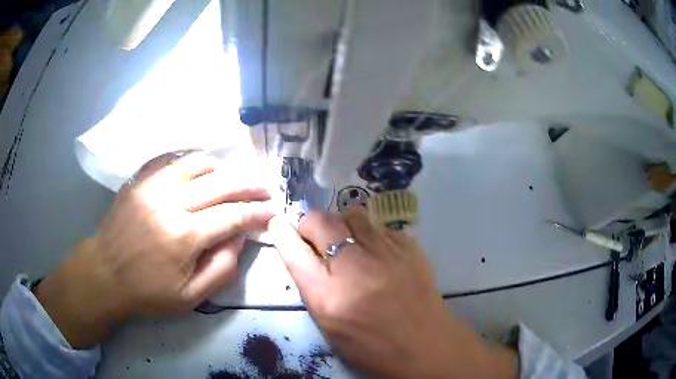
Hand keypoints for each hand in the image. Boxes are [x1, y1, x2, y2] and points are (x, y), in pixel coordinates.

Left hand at [36, 151, 273, 347]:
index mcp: (184, 236)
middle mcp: (170, 202)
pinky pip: (172, 160)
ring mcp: (152, 185)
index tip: (272, 211)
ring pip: (197, 163)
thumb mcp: (190, 297)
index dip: (257, 212)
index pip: (232, 216)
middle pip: (220, 183)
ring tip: (233, 178)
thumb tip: (239, 238)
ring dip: (222, 168)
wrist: (105, 272)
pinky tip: (201, 170)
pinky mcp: (140, 179)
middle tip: (266, 187)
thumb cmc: (147, 292)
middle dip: (249, 184)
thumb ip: (221, 269)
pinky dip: (192, 162)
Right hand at [269, 208, 517, 378]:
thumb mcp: (330, 326)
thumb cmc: (372, 346)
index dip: (281, 234)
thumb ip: (312, 288)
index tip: (278, 225)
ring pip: (352, 214)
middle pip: (320, 221)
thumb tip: (303, 253)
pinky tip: (379, 254)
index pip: (293, 252)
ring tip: (350, 243)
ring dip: (342, 225)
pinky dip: (372, 236)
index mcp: (328, 297)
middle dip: (311, 225)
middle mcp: (354, 269)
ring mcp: (386, 254)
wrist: (425, 345)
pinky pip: (380, 227)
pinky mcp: (409, 247)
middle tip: (317, 239)